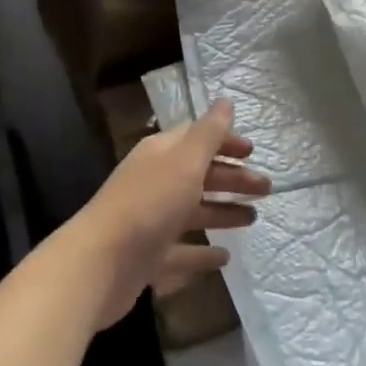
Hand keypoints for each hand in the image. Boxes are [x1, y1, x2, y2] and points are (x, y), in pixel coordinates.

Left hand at [63, 99, 268, 329]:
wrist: (99, 264)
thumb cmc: (148, 204)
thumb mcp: (185, 161)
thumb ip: (208, 133)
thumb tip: (225, 101)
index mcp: (162, 153)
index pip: (197, 138)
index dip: (225, 141)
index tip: (253, 152)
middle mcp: (156, 182)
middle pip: (199, 174)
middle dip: (233, 178)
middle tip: (266, 189)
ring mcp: (151, 221)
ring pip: (194, 210)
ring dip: (223, 211)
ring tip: (253, 218)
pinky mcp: (149, 257)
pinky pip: (182, 250)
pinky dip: (203, 252)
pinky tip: (224, 257)